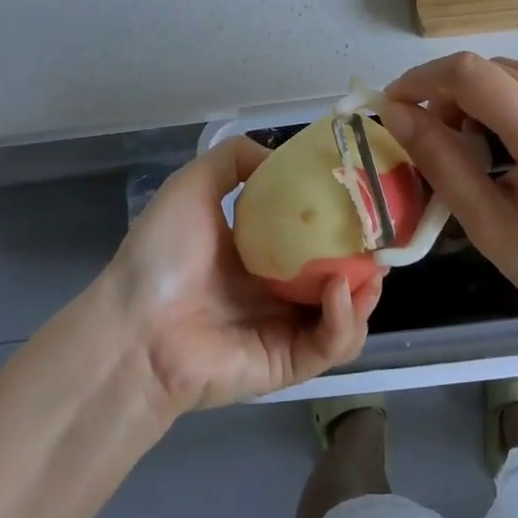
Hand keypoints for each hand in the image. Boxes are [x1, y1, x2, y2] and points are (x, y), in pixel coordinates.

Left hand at [97, 136, 381, 415]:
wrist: (135, 328)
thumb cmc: (163, 254)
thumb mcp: (193, 185)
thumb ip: (233, 160)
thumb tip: (278, 154)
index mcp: (256, 253)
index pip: (310, 237)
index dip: (340, 221)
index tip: (364, 201)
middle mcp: (274, 290)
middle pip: (336, 275)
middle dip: (364, 259)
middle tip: (382, 240)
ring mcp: (284, 329)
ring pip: (344, 314)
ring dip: (364, 293)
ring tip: (371, 270)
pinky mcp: (288, 364)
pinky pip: (331, 346)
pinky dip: (345, 321)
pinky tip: (338, 293)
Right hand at [379, 53, 517, 342]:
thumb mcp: (486, 223)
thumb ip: (439, 160)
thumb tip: (395, 112)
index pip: (469, 74)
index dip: (421, 80)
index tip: (395, 105)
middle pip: (489, 68)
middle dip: (448, 95)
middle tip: (437, 141)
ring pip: (514, 69)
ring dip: (481, 94)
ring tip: (478, 142)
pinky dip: (514, 95)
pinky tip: (516, 135)